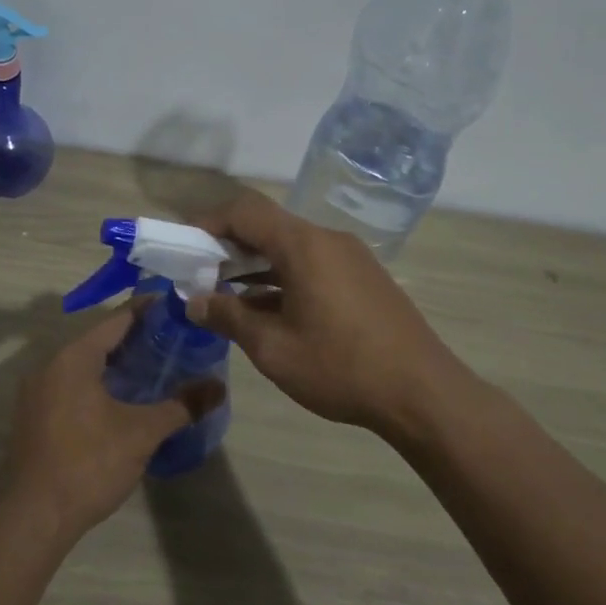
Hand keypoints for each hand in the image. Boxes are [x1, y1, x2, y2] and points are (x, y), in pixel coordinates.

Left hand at [4, 307, 224, 544]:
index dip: (148, 311)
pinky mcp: (33, 416)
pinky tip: (122, 400)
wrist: (35, 517)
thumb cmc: (89, 463)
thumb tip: (219, 388)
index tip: (177, 308)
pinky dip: (97, 383)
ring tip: (154, 368)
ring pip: (83, 364)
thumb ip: (181, 405)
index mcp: (73, 358)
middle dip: (135, 339)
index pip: (116, 319)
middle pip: (98, 340)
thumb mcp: (141, 433)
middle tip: (174, 341)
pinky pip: (70, 385)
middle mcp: (49, 365)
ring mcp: (36, 392)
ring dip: (115, 364)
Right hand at [188, 193, 471, 439]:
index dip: (207, 222)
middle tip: (197, 274)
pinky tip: (264, 309)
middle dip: (227, 245)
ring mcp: (350, 258)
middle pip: (267, 226)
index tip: (182, 247)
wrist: (423, 394)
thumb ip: (228, 317)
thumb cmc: (341, 367)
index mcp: (304, 246)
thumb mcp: (273, 347)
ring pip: (289, 247)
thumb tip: (194, 301)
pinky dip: (281, 277)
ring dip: (254, 264)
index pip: (245, 211)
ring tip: (223, 293)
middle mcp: (328, 240)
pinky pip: (311, 265)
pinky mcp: (362, 279)